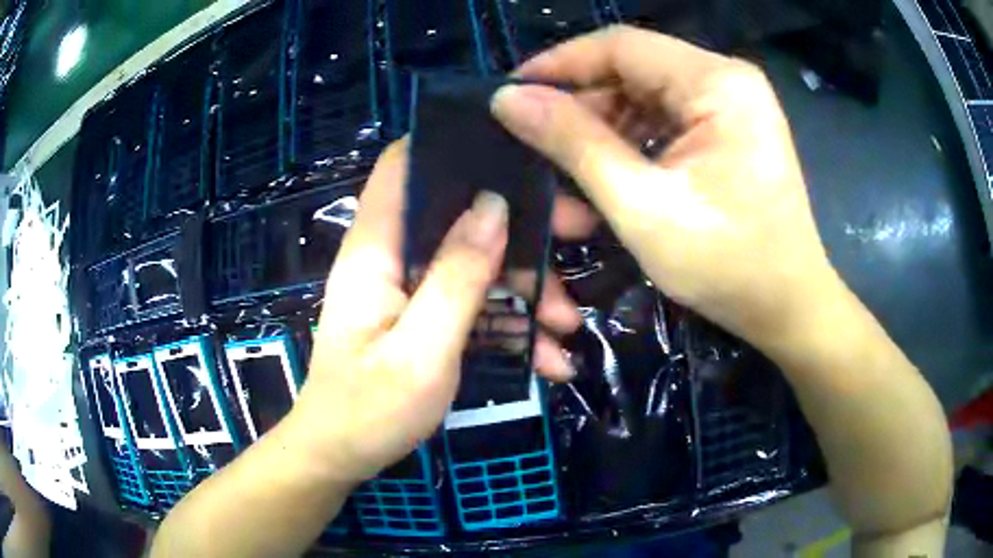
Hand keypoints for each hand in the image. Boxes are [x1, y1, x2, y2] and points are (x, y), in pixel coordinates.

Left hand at [288, 141, 579, 482]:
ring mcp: (410, 288)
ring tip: (568, 327)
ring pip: (477, 263)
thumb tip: (494, 205)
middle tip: (578, 236)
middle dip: (520, 227)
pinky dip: (510, 325)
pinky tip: (548, 360)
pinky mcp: (425, 316)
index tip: (514, 148)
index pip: (402, 167)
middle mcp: (392, 257)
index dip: (450, 146)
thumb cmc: (370, 409)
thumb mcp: (421, 350)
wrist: (342, 455)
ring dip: (526, 289)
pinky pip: (474, 304)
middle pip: (458, 214)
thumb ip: (456, 277)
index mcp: (376, 250)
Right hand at [491, 26, 836, 350]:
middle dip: (580, 109)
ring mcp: (730, 105)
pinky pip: (663, 122)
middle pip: (632, 71)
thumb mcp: (642, 206)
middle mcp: (726, 80)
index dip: (559, 64)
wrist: (787, 307)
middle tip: (533, 149)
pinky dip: (630, 148)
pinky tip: (606, 182)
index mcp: (717, 83)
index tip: (510, 94)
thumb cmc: (727, 265)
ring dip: (601, 135)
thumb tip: (509, 100)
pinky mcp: (727, 131)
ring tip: (565, 180)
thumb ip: (574, 144)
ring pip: (643, 99)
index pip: (620, 45)